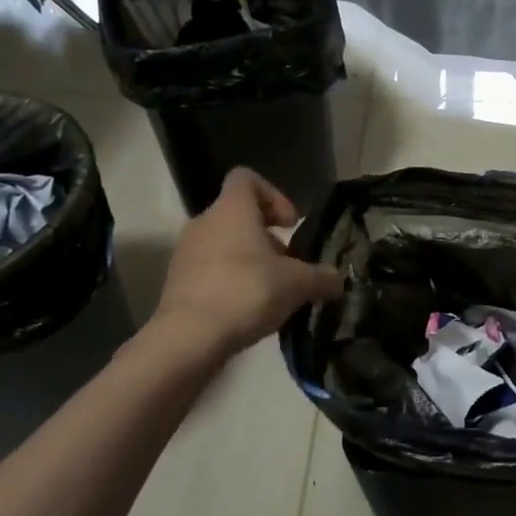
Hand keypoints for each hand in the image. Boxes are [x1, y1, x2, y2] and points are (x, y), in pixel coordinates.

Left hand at [154, 169, 343, 354]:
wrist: (189, 337)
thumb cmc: (247, 292)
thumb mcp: (298, 284)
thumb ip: (322, 277)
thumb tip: (337, 280)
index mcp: (232, 210)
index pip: (246, 178)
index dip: (274, 195)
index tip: (290, 225)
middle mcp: (204, 222)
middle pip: (238, 216)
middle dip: (267, 237)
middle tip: (288, 264)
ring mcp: (186, 253)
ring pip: (224, 244)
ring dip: (249, 261)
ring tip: (271, 291)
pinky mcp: (178, 282)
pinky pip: (210, 270)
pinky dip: (231, 281)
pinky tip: (248, 309)